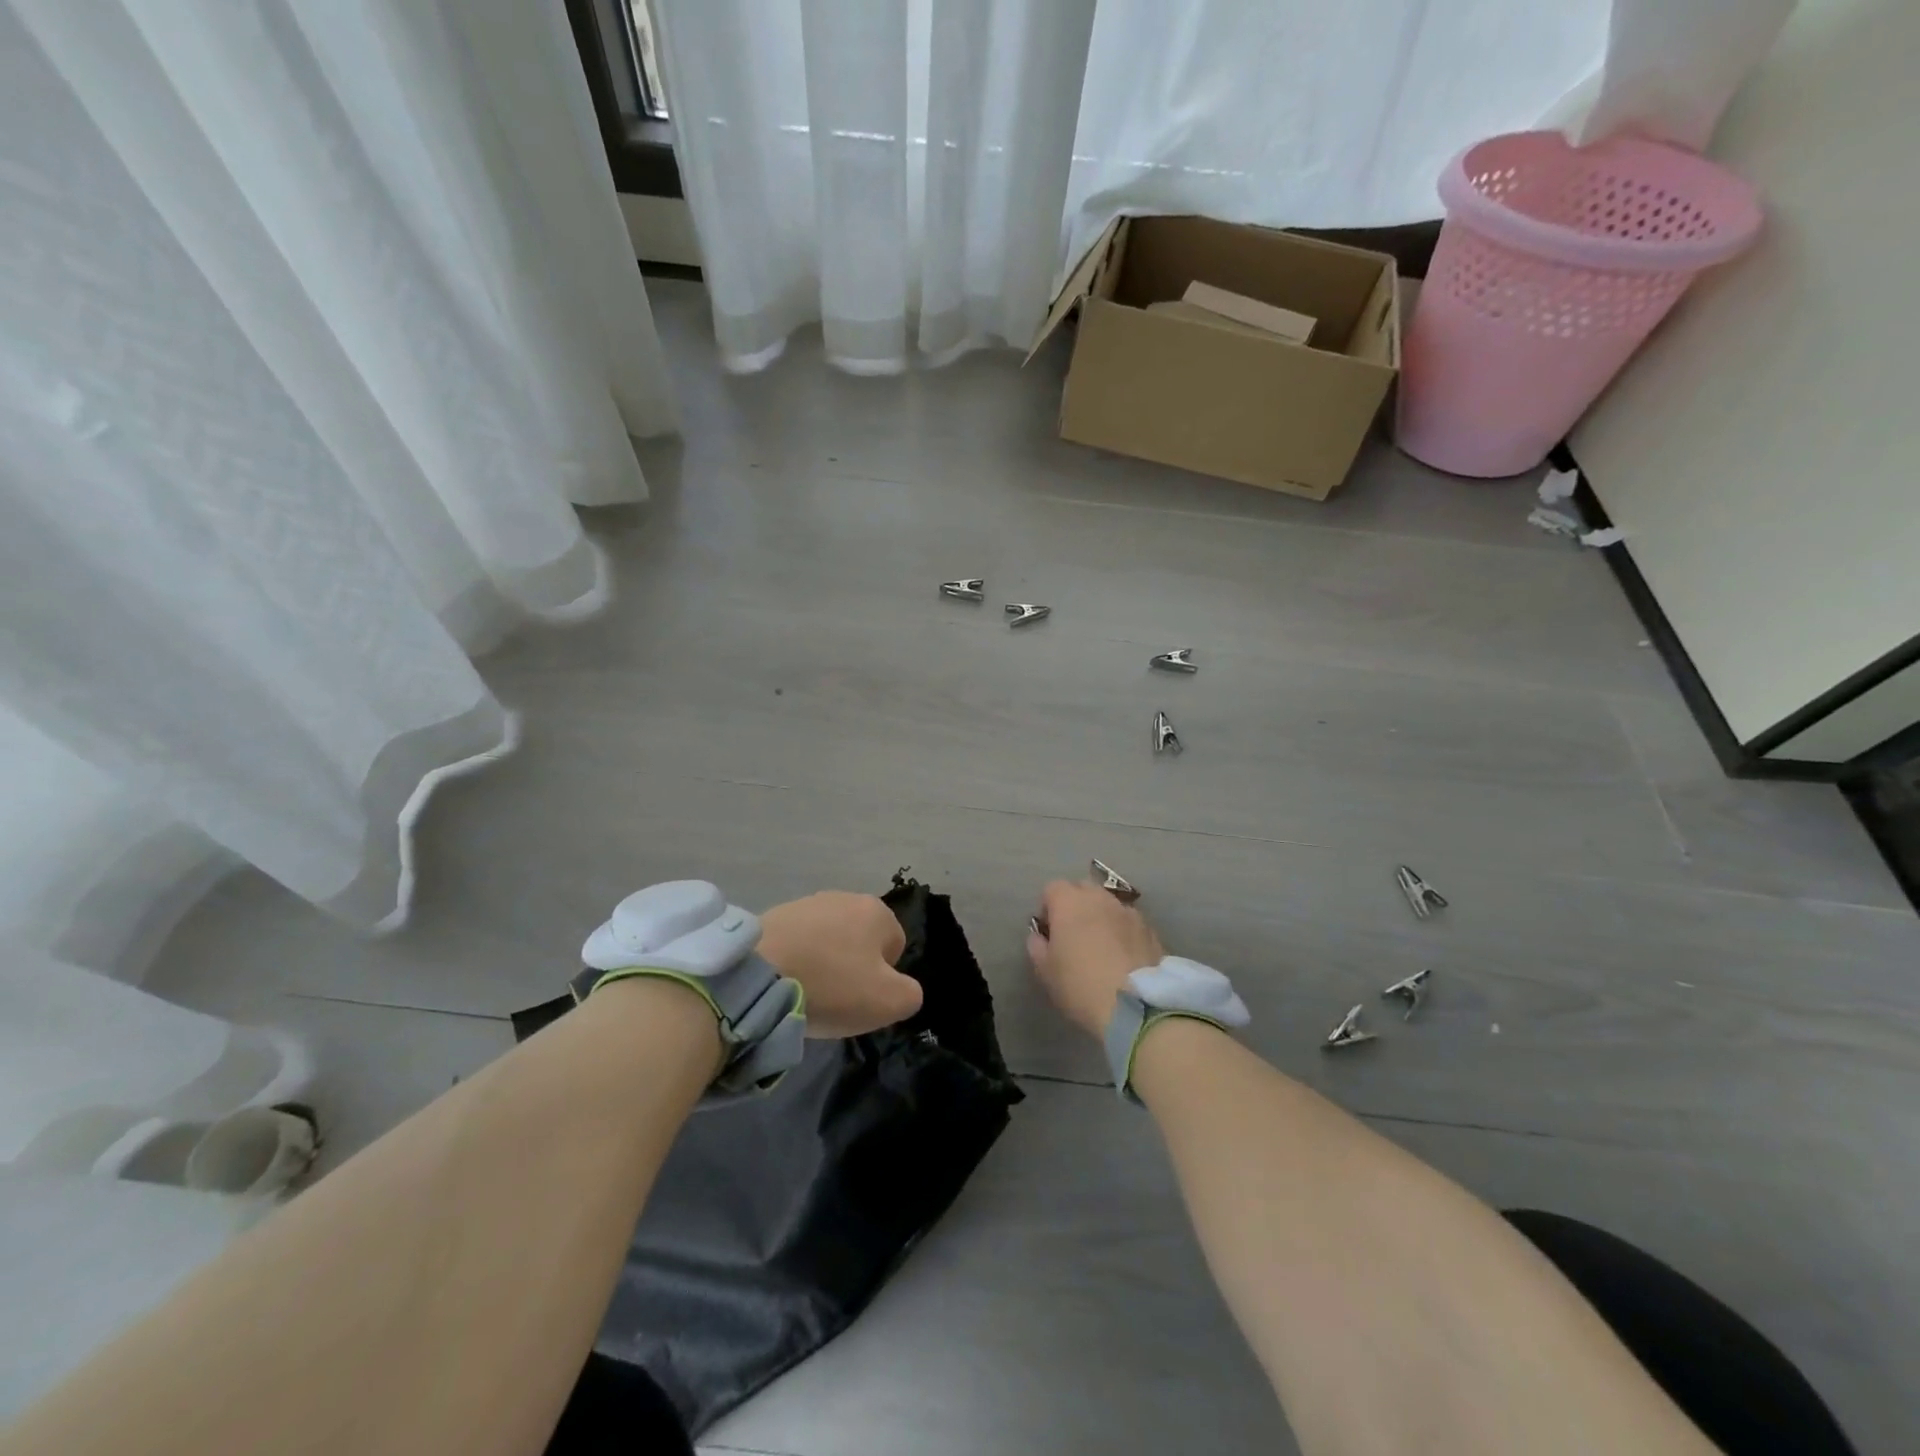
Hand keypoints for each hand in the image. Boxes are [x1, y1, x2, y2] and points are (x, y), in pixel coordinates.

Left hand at [758, 892, 920, 1037]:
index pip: (895, 946)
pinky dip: (796, 960)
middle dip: (852, 966)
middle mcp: (844, 896)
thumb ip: (910, 994)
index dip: (884, 977)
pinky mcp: (774, 915)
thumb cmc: (833, 985)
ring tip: (807, 990)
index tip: (863, 997)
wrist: (759, 975)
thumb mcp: (889, 1002)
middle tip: (836, 996)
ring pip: (828, 940)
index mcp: (876, 911)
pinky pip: (797, 942)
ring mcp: (807, 903)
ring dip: (823, 962)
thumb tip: (902, 988)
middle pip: (860, 940)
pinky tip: (785, 980)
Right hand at [1027, 880, 1164, 1038]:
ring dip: (1101, 918)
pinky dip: (1123, 932)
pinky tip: (1123, 958)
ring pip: (1108, 905)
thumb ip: (1037, 947)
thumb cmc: (1080, 985)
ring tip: (1101, 948)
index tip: (1049, 934)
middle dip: (1075, 907)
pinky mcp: (1150, 929)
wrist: (1136, 1006)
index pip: (1052, 889)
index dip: (1047, 909)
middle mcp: (1100, 898)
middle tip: (1074, 937)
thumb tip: (1039, 936)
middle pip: (1082, 890)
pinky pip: (1129, 922)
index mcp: (1069, 902)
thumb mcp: (1046, 971)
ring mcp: (1128, 911)